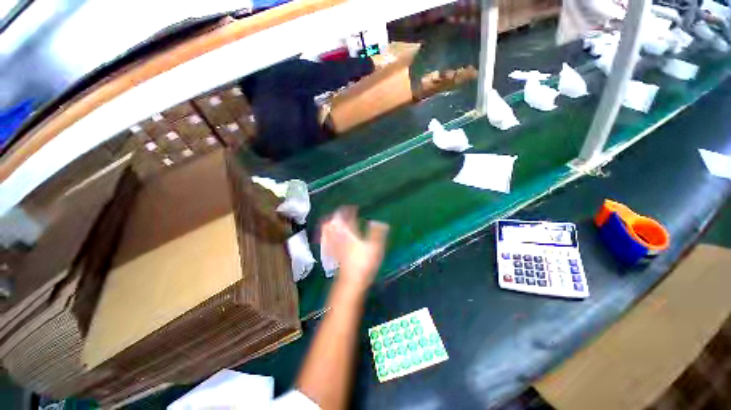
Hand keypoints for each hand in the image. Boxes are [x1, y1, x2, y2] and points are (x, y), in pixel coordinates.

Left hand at [321, 207, 388, 295]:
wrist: (351, 281)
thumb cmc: (364, 262)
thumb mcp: (375, 246)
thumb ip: (377, 232)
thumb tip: (379, 221)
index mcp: (349, 232)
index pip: (346, 216)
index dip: (349, 210)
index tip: (354, 207)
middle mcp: (339, 235)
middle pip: (334, 221)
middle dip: (338, 215)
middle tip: (344, 213)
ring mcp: (334, 244)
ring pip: (328, 230)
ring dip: (331, 223)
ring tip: (336, 221)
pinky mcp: (332, 253)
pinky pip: (326, 240)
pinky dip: (327, 234)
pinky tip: (329, 236)